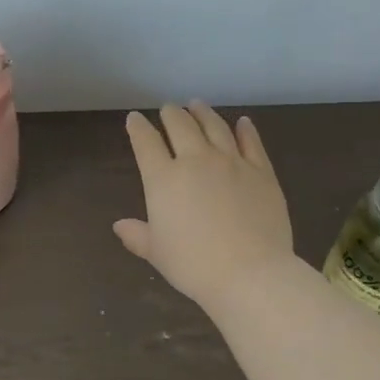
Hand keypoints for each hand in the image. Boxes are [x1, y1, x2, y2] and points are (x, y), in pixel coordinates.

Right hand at [114, 101, 295, 312]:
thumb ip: (137, 235)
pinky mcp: (261, 171)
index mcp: (164, 179)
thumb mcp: (157, 253)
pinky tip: (243, 122)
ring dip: (203, 113)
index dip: (138, 128)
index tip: (134, 119)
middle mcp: (195, 160)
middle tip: (168, 109)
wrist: (250, 274)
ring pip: (215, 126)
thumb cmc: (194, 265)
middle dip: (171, 114)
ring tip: (197, 105)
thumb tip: (119, 226)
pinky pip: (251, 142)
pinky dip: (245, 130)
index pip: (146, 142)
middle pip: (180, 125)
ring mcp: (231, 162)